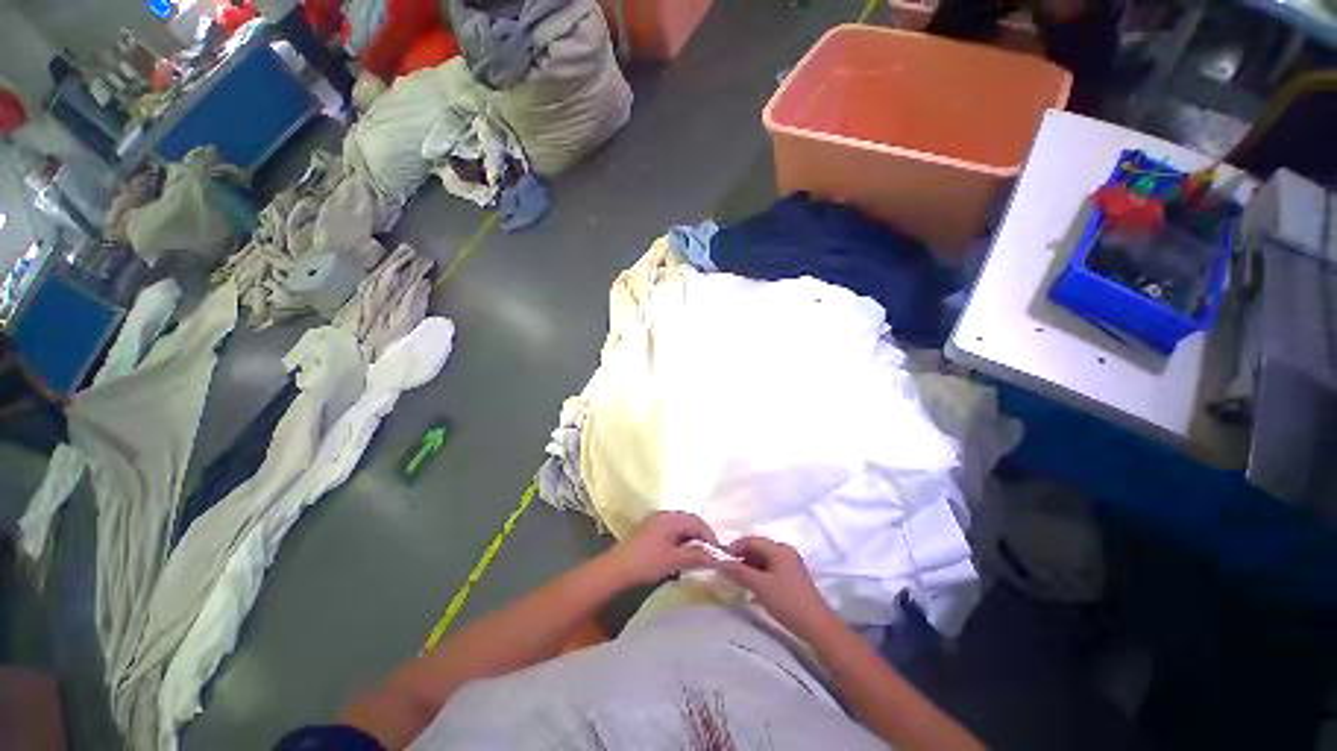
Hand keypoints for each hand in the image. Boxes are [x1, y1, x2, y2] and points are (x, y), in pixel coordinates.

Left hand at [603, 511, 719, 585]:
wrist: (615, 570)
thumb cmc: (646, 562)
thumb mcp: (675, 559)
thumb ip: (697, 555)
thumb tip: (717, 556)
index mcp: (670, 517)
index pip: (697, 522)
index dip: (710, 536)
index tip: (718, 553)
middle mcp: (663, 515)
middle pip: (689, 522)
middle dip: (701, 537)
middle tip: (709, 555)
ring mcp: (654, 522)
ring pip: (680, 528)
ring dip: (690, 540)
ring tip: (697, 557)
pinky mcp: (648, 532)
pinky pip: (671, 533)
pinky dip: (680, 542)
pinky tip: (680, 557)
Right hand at [714, 536, 835, 637]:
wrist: (817, 627)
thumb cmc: (787, 602)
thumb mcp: (760, 586)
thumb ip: (739, 572)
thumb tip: (720, 561)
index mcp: (779, 549)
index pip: (752, 540)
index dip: (735, 548)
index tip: (722, 560)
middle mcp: (785, 552)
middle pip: (758, 548)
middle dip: (741, 557)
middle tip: (727, 571)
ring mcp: (790, 565)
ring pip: (764, 560)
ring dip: (749, 567)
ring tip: (737, 580)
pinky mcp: (792, 578)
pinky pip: (771, 569)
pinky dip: (759, 574)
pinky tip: (752, 587)